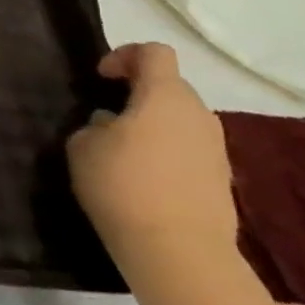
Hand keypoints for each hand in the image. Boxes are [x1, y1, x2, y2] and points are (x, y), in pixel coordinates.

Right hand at [67, 44, 236, 265]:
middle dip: (139, 94)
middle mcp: (199, 115)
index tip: (101, 78)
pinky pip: (189, 151)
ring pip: (181, 121)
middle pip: (170, 87)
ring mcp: (216, 149)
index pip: (154, 53)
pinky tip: (142, 180)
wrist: (178, 251)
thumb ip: (96, 124)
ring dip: (153, 126)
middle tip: (107, 117)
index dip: (124, 56)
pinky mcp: (221, 180)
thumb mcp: (83, 145)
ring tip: (122, 152)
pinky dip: (166, 154)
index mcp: (165, 96)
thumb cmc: (122, 184)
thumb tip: (112, 124)